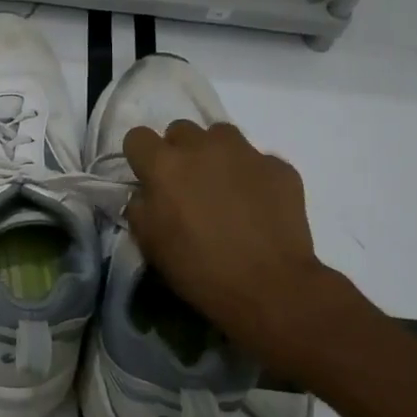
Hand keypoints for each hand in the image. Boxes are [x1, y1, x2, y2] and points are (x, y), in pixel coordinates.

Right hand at [122, 120, 351, 366]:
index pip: (137, 136)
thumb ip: (140, 207)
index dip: (140, 156)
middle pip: (180, 130)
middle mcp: (202, 147)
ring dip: (215, 154)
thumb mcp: (150, 244)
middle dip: (179, 151)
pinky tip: (257, 204)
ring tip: (223, 186)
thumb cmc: (199, 269)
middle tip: (187, 184)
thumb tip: (146, 193)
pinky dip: (252, 176)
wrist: (270, 287)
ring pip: (221, 135)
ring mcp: (245, 152)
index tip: (148, 177)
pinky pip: (258, 160)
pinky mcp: (279, 166)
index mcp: (164, 165)